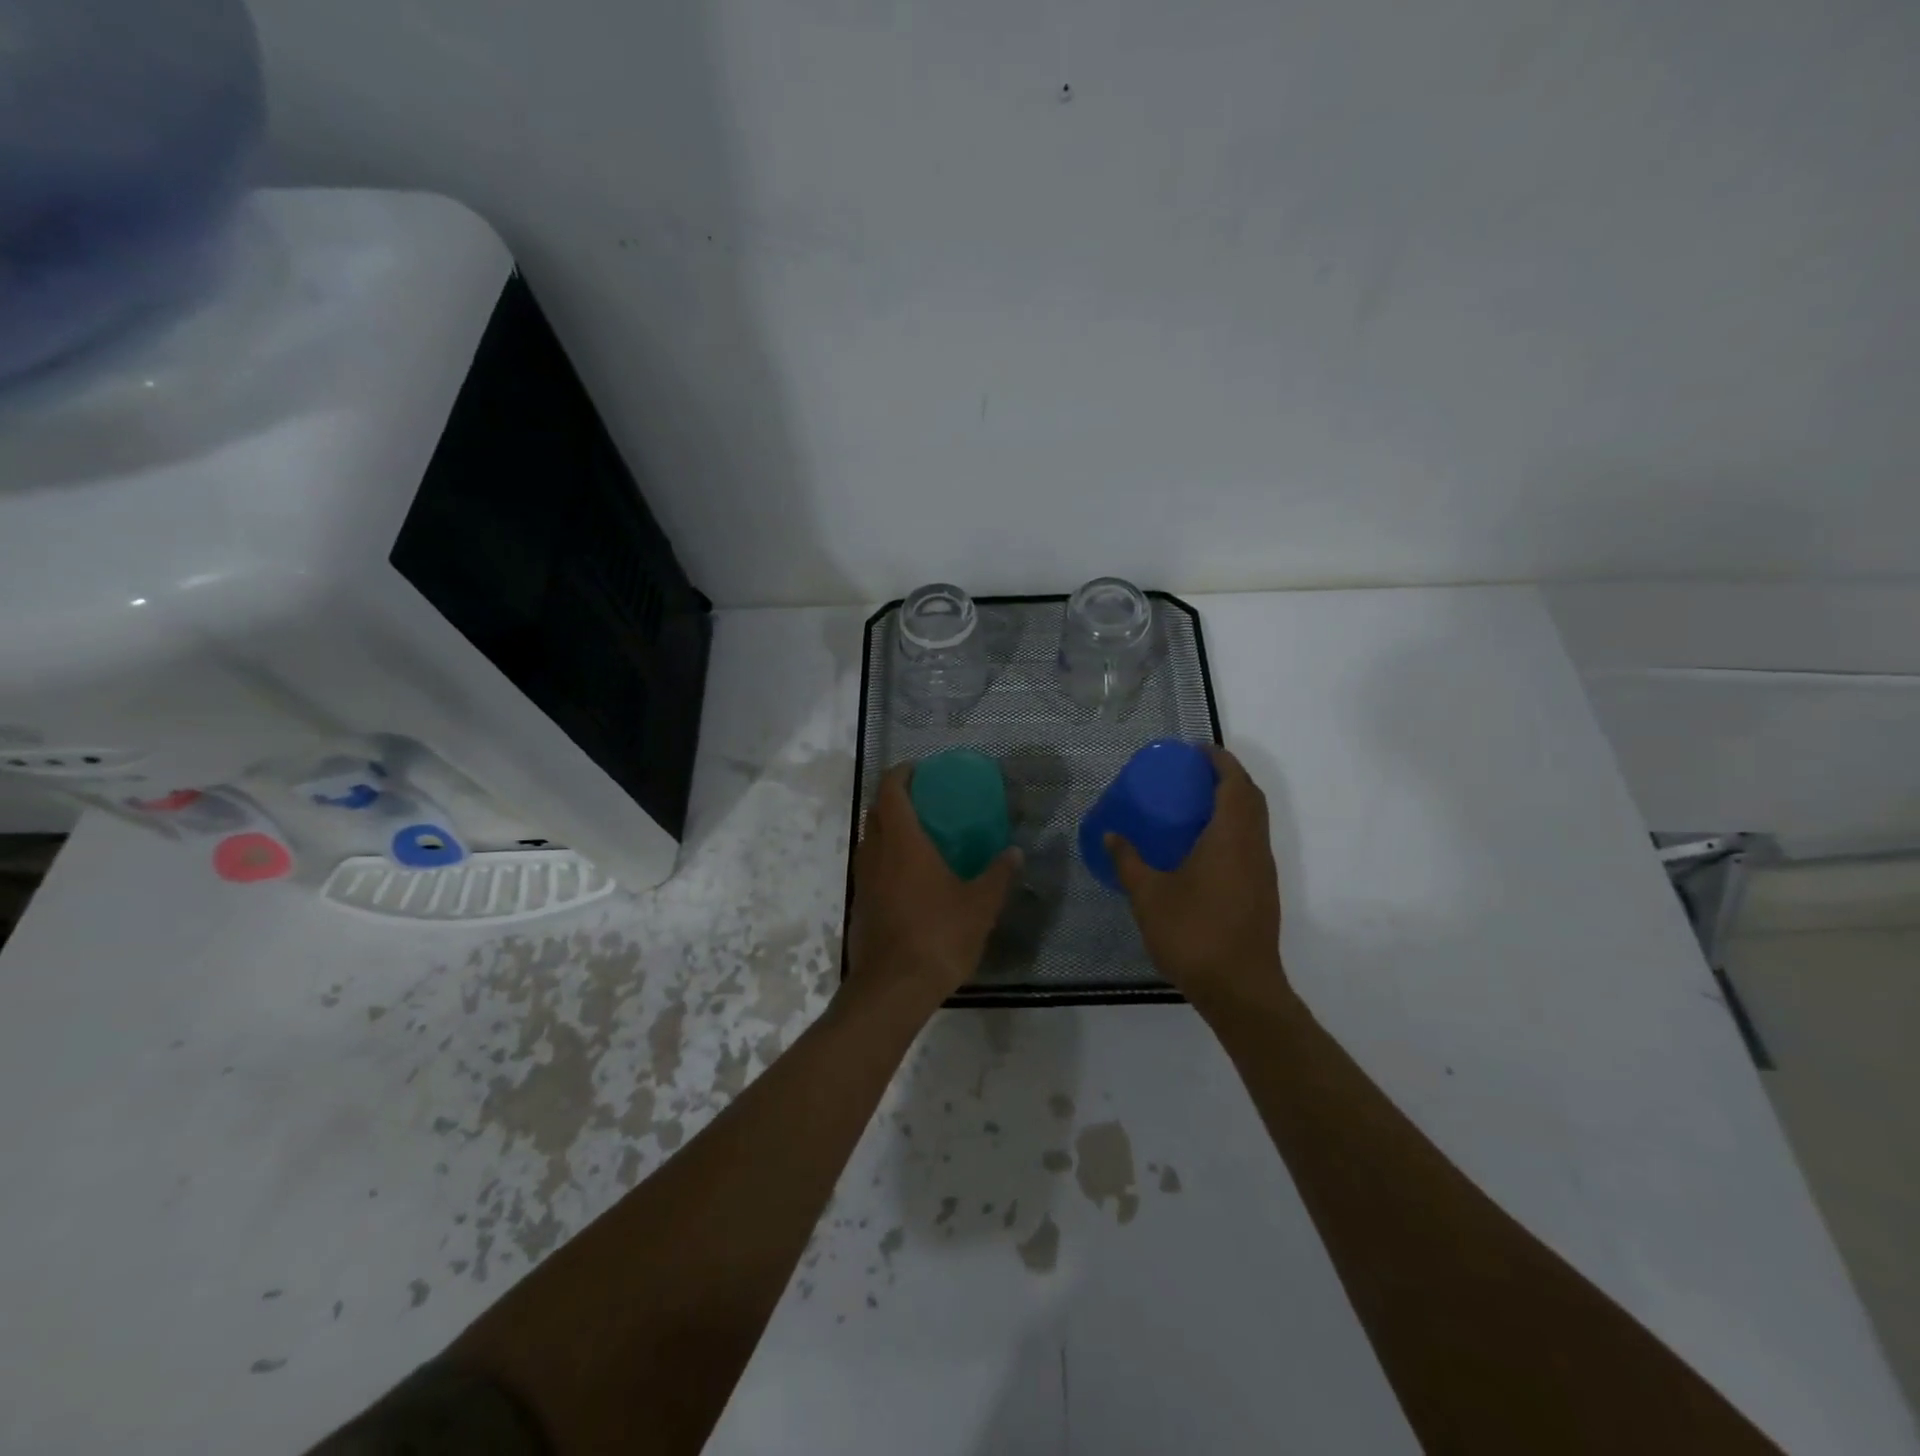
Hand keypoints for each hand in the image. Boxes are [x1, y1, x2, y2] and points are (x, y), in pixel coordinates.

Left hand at [846, 764, 1018, 1011]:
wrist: (892, 988)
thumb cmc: (938, 936)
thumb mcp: (980, 906)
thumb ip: (998, 875)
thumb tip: (1014, 853)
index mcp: (903, 842)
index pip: (892, 792)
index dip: (901, 774)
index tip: (918, 769)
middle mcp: (876, 853)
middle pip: (876, 811)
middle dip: (895, 798)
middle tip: (923, 800)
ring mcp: (863, 879)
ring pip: (870, 839)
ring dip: (887, 829)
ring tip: (918, 836)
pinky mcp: (860, 903)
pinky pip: (870, 866)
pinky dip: (885, 857)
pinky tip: (908, 877)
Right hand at [1106, 745, 1286, 1006]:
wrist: (1240, 989)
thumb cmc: (1193, 934)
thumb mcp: (1149, 895)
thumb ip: (1128, 861)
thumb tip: (1111, 834)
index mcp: (1231, 838)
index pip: (1235, 784)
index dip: (1220, 760)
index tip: (1197, 749)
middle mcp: (1253, 847)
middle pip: (1251, 798)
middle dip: (1228, 777)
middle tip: (1194, 771)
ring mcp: (1262, 871)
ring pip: (1255, 822)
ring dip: (1234, 802)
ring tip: (1196, 802)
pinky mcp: (1262, 891)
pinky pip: (1251, 842)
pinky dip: (1233, 827)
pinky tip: (1204, 845)